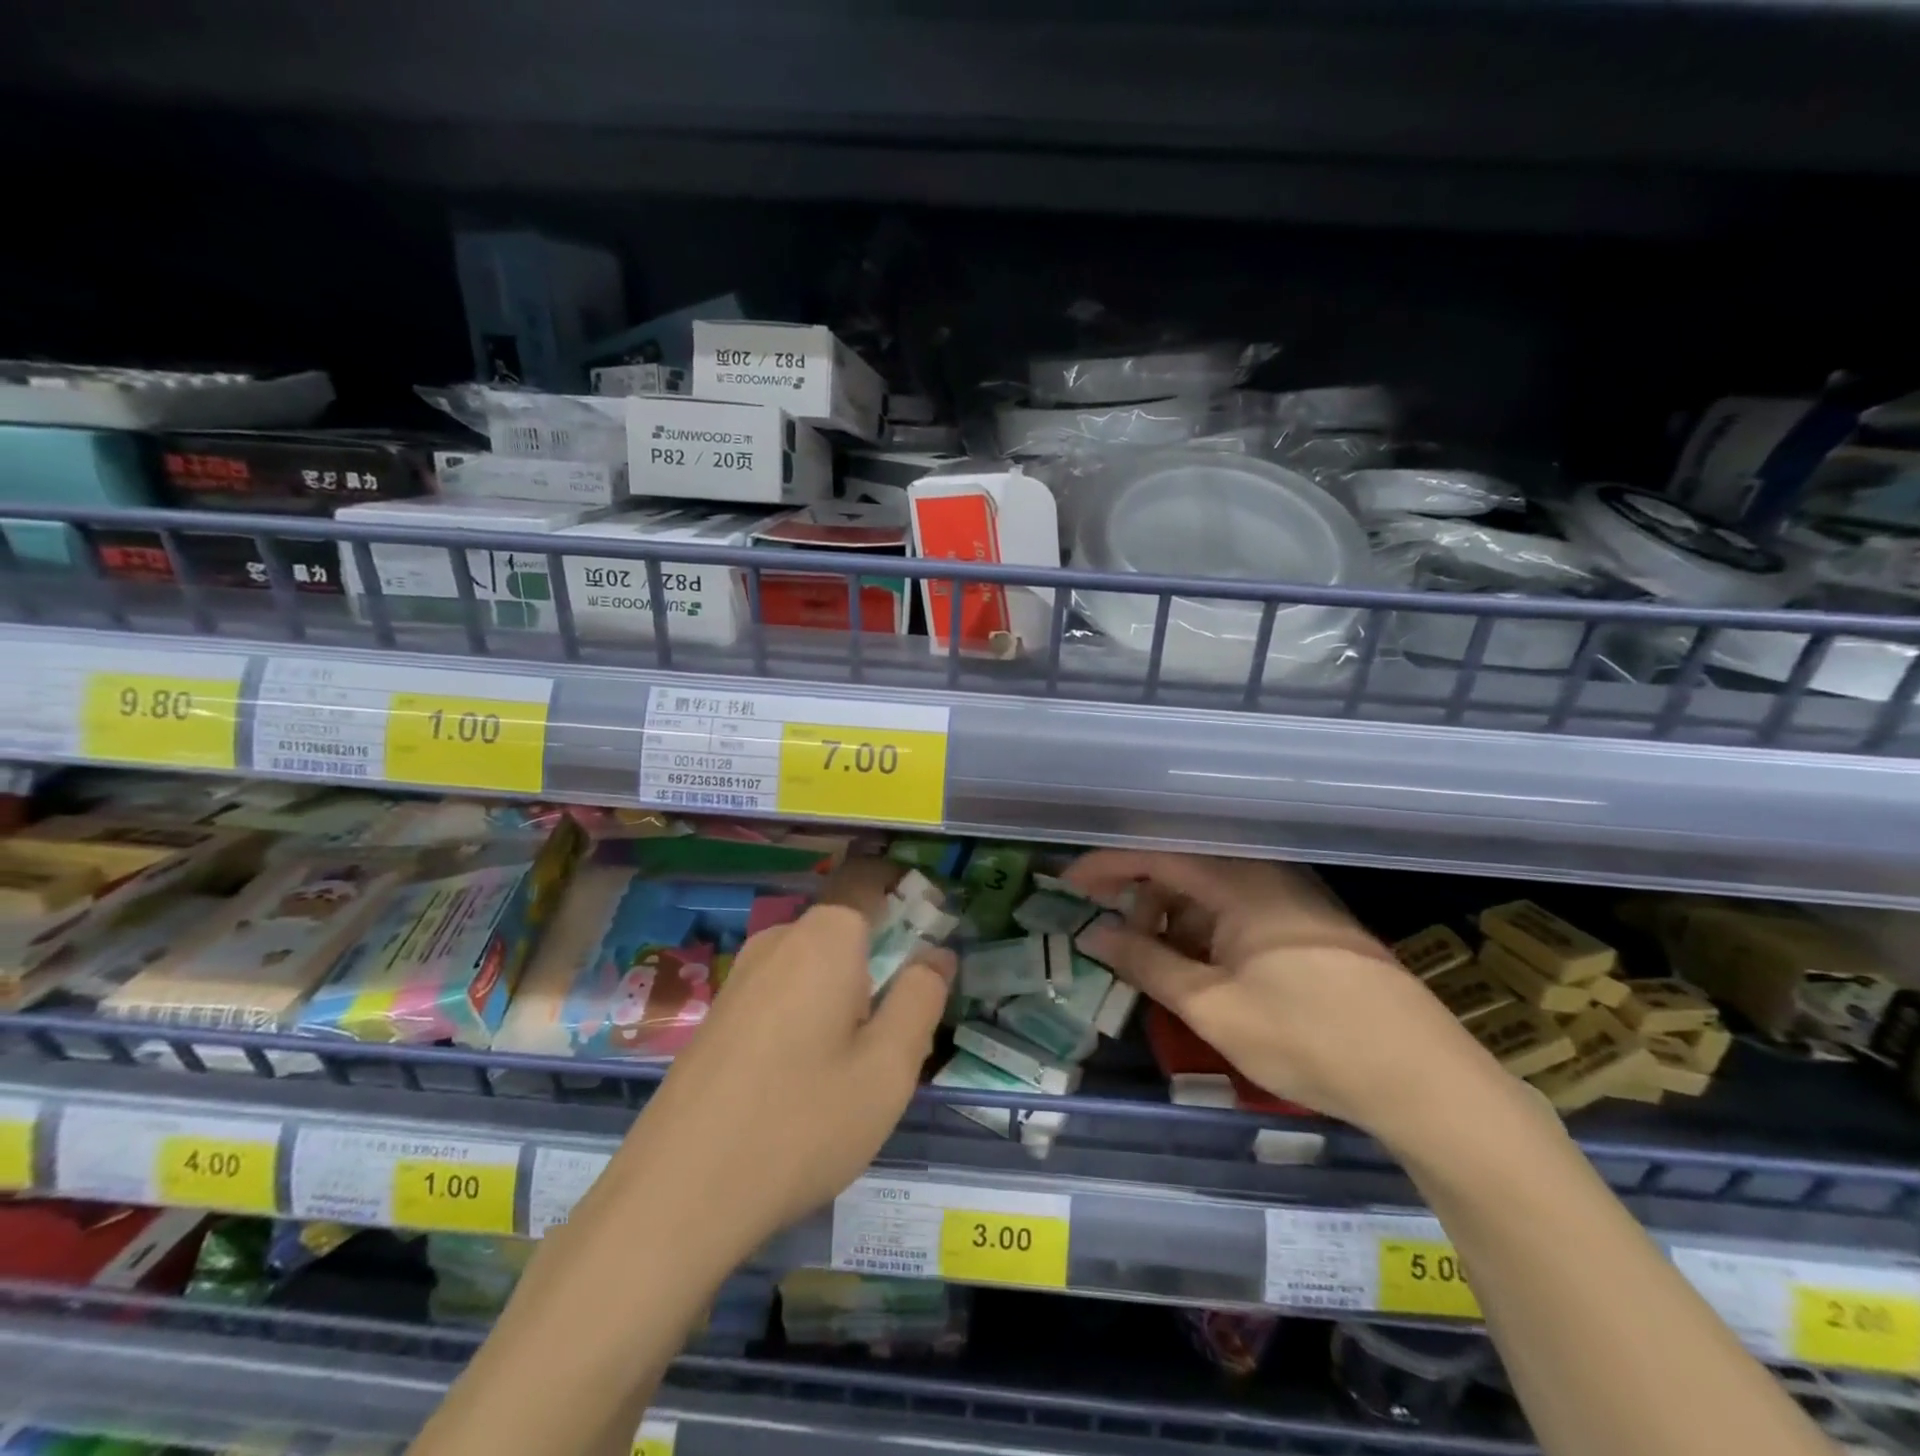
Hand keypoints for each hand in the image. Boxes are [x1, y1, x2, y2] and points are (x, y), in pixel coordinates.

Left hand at [608, 858, 953, 1262]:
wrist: (676, 1195)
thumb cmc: (801, 1122)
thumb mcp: (888, 1067)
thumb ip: (921, 998)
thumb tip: (937, 954)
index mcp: (826, 936)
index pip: (873, 881)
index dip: (909, 897)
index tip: (935, 940)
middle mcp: (780, 939)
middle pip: (848, 928)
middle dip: (883, 961)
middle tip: (902, 1030)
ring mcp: (742, 975)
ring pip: (816, 965)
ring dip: (847, 994)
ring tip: (857, 1067)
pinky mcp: (720, 1013)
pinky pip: (784, 992)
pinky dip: (811, 1014)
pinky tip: (807, 1081)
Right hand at [1066, 850, 1501, 1142]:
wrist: (1424, 1080)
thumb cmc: (1307, 1038)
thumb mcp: (1212, 1006)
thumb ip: (1146, 964)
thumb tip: (1092, 935)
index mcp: (1240, 882)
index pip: (1156, 854)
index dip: (1106, 866)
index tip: (1067, 886)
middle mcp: (1267, 875)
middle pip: (1183, 869)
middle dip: (1140, 901)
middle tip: (1116, 943)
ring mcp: (1294, 899)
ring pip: (1212, 892)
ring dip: (1174, 921)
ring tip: (1160, 969)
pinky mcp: (1310, 925)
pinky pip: (1240, 911)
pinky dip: (1208, 934)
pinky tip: (1205, 974)